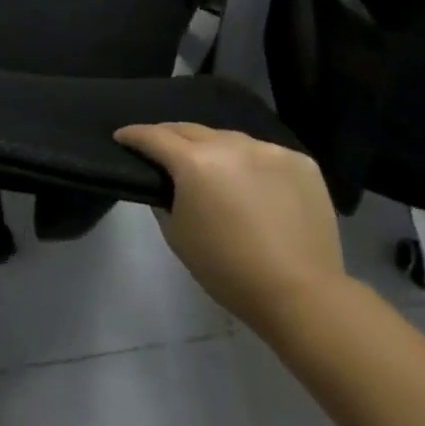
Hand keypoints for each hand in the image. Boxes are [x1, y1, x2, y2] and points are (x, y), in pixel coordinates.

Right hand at [114, 122, 345, 340]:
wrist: (303, 295)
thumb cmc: (229, 271)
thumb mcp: (179, 237)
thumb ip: (164, 200)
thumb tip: (166, 184)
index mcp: (194, 161)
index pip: (154, 136)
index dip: (133, 135)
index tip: (122, 137)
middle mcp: (230, 144)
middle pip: (190, 130)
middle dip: (170, 137)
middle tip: (161, 149)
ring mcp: (268, 149)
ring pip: (229, 139)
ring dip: (215, 149)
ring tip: (214, 168)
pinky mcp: (300, 161)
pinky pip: (266, 154)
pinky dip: (254, 164)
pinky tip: (256, 186)